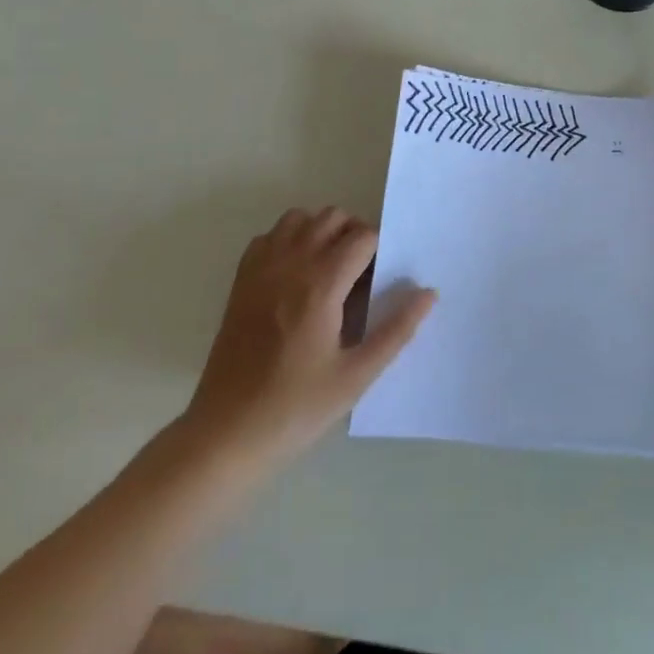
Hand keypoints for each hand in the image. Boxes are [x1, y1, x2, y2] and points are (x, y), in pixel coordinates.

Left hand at [179, 207, 435, 471]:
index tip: (380, 280)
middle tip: (361, 274)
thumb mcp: (357, 376)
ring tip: (329, 269)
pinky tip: (295, 276)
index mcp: (321, 285)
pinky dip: (287, 242)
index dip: (379, 251)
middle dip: (354, 234)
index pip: (362, 237)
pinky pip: (268, 238)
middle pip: (332, 217)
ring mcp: (261, 271)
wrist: (225, 435)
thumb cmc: (296, 408)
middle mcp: (290, 265)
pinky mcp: (240, 283)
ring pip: (298, 219)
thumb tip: (428, 294)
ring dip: (320, 231)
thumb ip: (396, 330)